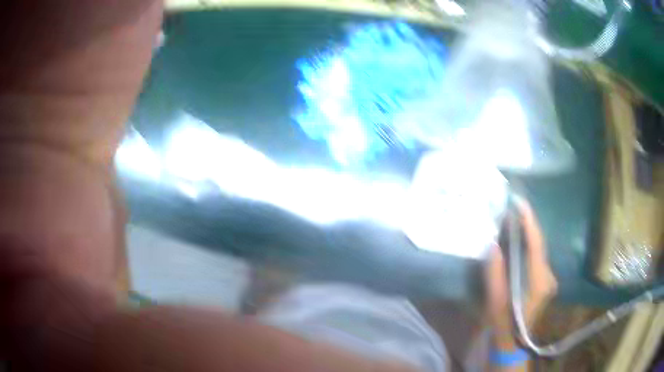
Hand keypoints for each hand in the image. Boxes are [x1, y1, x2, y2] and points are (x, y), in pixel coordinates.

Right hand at [485, 200, 557, 347]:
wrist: (513, 345)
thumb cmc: (503, 326)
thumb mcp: (495, 303)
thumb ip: (495, 274)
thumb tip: (493, 245)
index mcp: (539, 282)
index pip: (536, 245)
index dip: (529, 222)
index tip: (520, 202)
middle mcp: (548, 277)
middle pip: (539, 244)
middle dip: (527, 224)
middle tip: (511, 207)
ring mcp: (548, 279)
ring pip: (538, 249)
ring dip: (527, 233)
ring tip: (512, 218)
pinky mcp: (544, 281)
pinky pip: (537, 256)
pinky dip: (528, 245)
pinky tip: (517, 239)